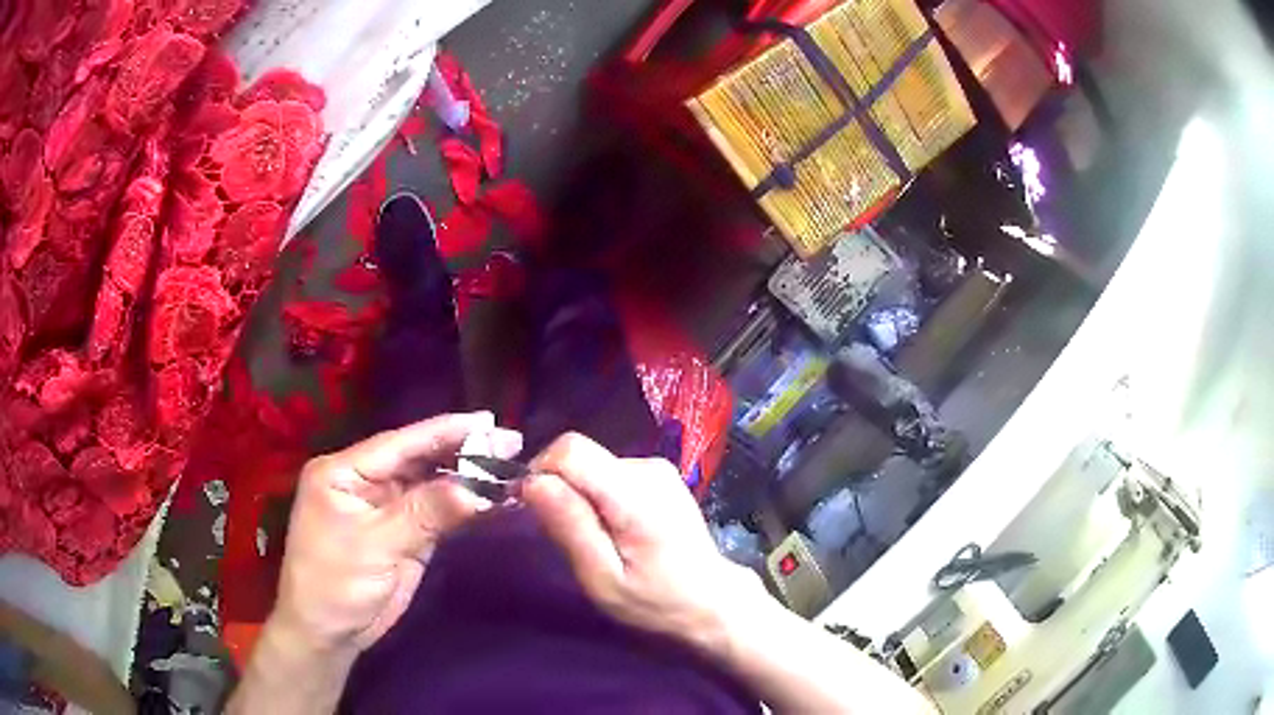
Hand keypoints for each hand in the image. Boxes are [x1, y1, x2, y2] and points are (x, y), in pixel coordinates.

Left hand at [270, 412, 522, 654]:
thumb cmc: (335, 583)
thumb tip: (477, 489)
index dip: (444, 431)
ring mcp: (387, 508)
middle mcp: (366, 482)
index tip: (488, 420)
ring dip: (467, 479)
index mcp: (345, 471)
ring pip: (432, 485)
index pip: (399, 444)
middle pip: (419, 460)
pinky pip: (438, 513)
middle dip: (462, 451)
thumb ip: (424, 513)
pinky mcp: (404, 534)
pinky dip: (464, 506)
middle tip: (510, 443)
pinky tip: (492, 498)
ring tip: (509, 467)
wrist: (329, 634)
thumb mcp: (375, 545)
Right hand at [522, 433, 759, 651]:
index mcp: (635, 494)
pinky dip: (599, 497)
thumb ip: (570, 527)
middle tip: (571, 539)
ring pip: (593, 466)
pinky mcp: (660, 475)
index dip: (542, 473)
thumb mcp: (603, 579)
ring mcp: (657, 469)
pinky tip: (616, 532)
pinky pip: (609, 473)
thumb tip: (532, 482)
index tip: (536, 512)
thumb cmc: (657, 602)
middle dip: (561, 491)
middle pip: (580, 457)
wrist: (712, 601)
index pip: (570, 450)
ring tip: (597, 541)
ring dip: (581, 498)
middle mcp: (647, 468)